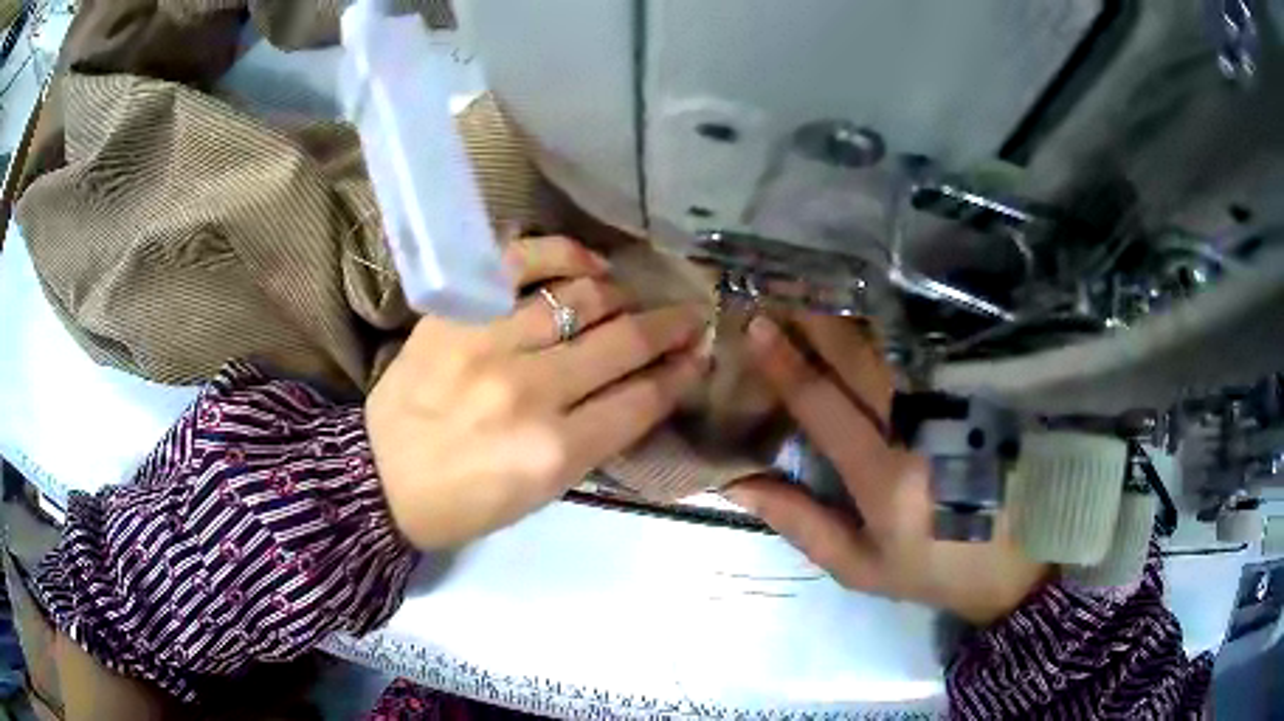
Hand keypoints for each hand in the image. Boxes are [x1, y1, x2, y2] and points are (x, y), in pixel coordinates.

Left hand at [367, 236, 707, 549]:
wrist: (379, 478)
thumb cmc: (465, 501)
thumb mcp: (543, 493)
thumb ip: (597, 440)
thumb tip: (645, 388)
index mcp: (556, 452)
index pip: (643, 397)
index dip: (681, 372)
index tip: (699, 355)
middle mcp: (532, 391)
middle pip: (625, 341)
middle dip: (670, 327)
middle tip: (688, 318)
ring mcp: (490, 343)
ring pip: (585, 298)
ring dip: (624, 295)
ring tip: (634, 298)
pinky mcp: (457, 311)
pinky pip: (521, 262)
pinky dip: (564, 253)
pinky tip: (589, 264)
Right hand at [724, 314, 1048, 625]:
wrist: (1015, 564)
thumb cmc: (933, 569)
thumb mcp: (861, 566)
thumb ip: (801, 524)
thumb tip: (737, 482)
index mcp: (885, 476)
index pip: (824, 405)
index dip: (786, 364)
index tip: (756, 325)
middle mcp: (921, 429)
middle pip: (861, 358)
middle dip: (817, 318)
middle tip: (782, 286)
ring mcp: (958, 406)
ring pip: (899, 346)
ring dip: (856, 315)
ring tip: (821, 287)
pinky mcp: (983, 397)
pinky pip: (935, 352)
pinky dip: (902, 328)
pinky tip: (879, 311)